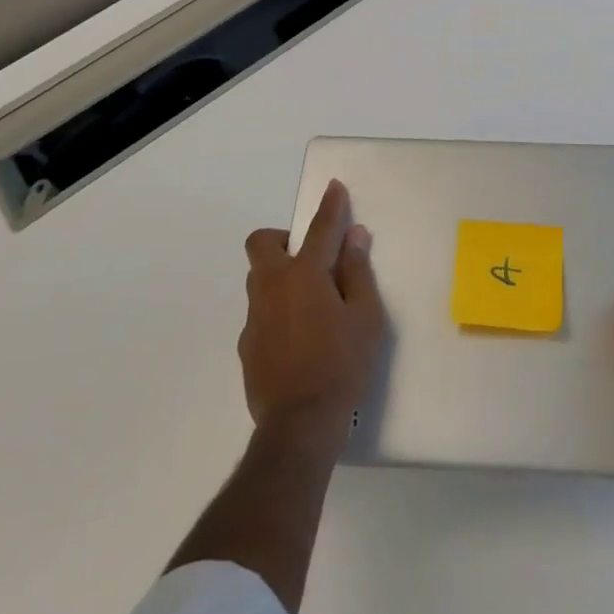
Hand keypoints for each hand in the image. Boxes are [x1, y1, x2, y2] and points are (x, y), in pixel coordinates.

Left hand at [240, 179, 387, 461]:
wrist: (299, 426)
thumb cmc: (342, 364)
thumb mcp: (366, 317)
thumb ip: (358, 272)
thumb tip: (354, 237)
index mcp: (304, 275)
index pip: (320, 229)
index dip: (330, 206)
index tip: (334, 187)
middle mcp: (272, 287)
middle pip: (263, 243)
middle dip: (283, 239)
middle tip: (312, 259)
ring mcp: (254, 318)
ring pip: (259, 279)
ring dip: (280, 276)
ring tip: (310, 304)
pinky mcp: (247, 346)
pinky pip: (260, 313)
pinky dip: (277, 311)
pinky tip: (299, 339)